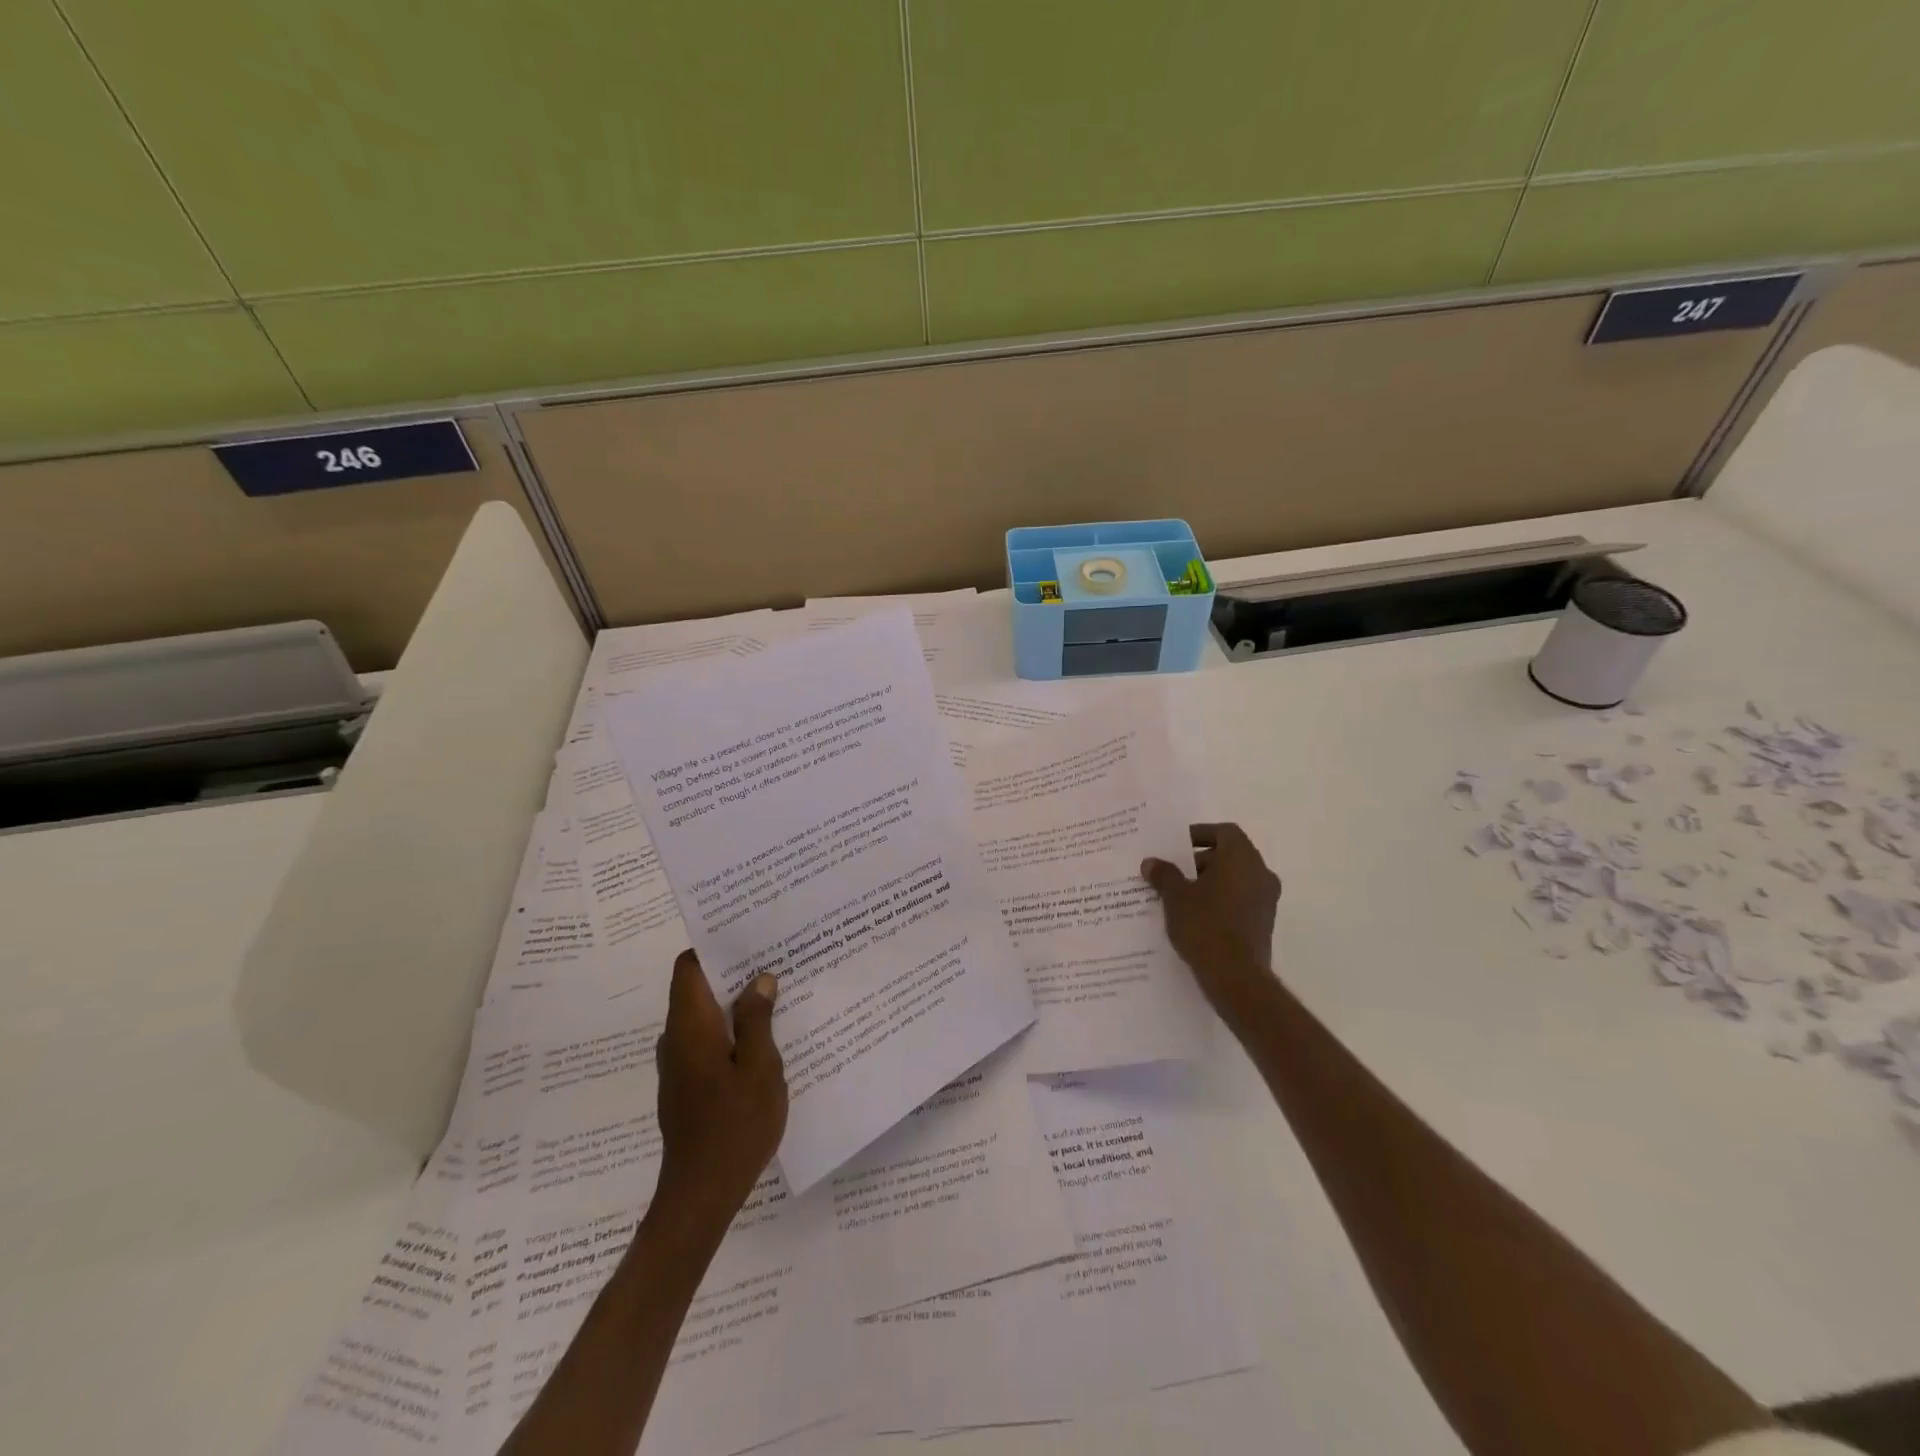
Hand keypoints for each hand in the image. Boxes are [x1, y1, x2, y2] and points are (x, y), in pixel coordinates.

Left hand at [652, 951, 787, 1233]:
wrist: (700, 1196)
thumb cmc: (734, 1126)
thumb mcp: (760, 1068)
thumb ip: (758, 1020)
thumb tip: (759, 979)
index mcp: (690, 1027)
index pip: (688, 967)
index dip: (713, 947)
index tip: (748, 935)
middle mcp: (676, 1039)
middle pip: (697, 988)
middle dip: (733, 972)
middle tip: (776, 960)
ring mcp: (678, 1066)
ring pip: (705, 1017)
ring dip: (735, 1003)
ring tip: (778, 994)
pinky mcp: (686, 1087)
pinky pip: (707, 1042)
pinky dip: (732, 1031)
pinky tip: (766, 1040)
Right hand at [1142, 823, 1281, 1022]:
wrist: (1235, 977)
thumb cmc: (1205, 925)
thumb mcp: (1175, 896)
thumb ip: (1164, 874)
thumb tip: (1151, 862)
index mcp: (1241, 857)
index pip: (1224, 832)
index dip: (1199, 834)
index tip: (1176, 845)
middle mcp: (1260, 873)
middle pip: (1229, 855)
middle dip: (1200, 860)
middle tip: (1172, 872)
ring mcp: (1266, 899)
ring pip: (1235, 879)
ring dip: (1209, 882)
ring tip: (1179, 896)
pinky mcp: (1263, 923)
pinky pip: (1239, 900)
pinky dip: (1220, 901)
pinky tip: (1194, 916)